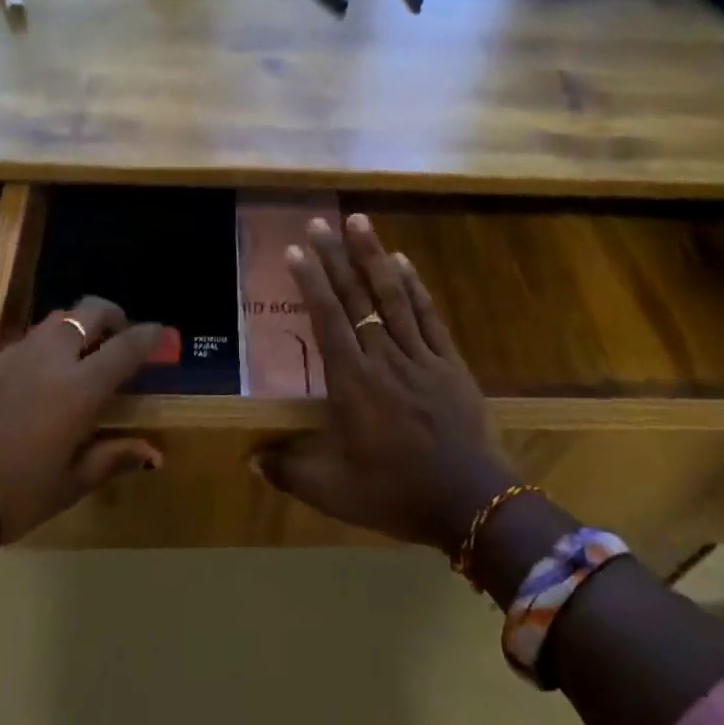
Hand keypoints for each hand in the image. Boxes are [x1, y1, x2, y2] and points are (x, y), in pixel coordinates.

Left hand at [0, 297, 163, 541]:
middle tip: (120, 335)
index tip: (163, 333)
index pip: (126, 347)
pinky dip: (48, 343)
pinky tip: (43, 372)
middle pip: (90, 312)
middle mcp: (53, 358)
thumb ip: (113, 458)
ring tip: (83, 350)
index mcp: (80, 388)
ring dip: (79, 325)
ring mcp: (18, 354)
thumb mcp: (70, 483)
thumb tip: (154, 453)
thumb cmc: (15, 492)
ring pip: (58, 319)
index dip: (149, 336)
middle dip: (113, 315)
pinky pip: (29, 338)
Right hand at [254, 214, 516, 555]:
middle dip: (335, 257)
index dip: (311, 282)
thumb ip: (291, 471)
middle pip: (356, 298)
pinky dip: (415, 285)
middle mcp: (383, 357)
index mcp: (353, 383)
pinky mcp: (449, 362)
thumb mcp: (335, 493)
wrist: (473, 504)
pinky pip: (428, 315)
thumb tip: (250, 460)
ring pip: (393, 296)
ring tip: (359, 220)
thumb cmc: (398, 494)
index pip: (327, 319)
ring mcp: (420, 355)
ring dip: (373, 256)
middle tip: (319, 222)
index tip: (296, 250)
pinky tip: (403, 261)